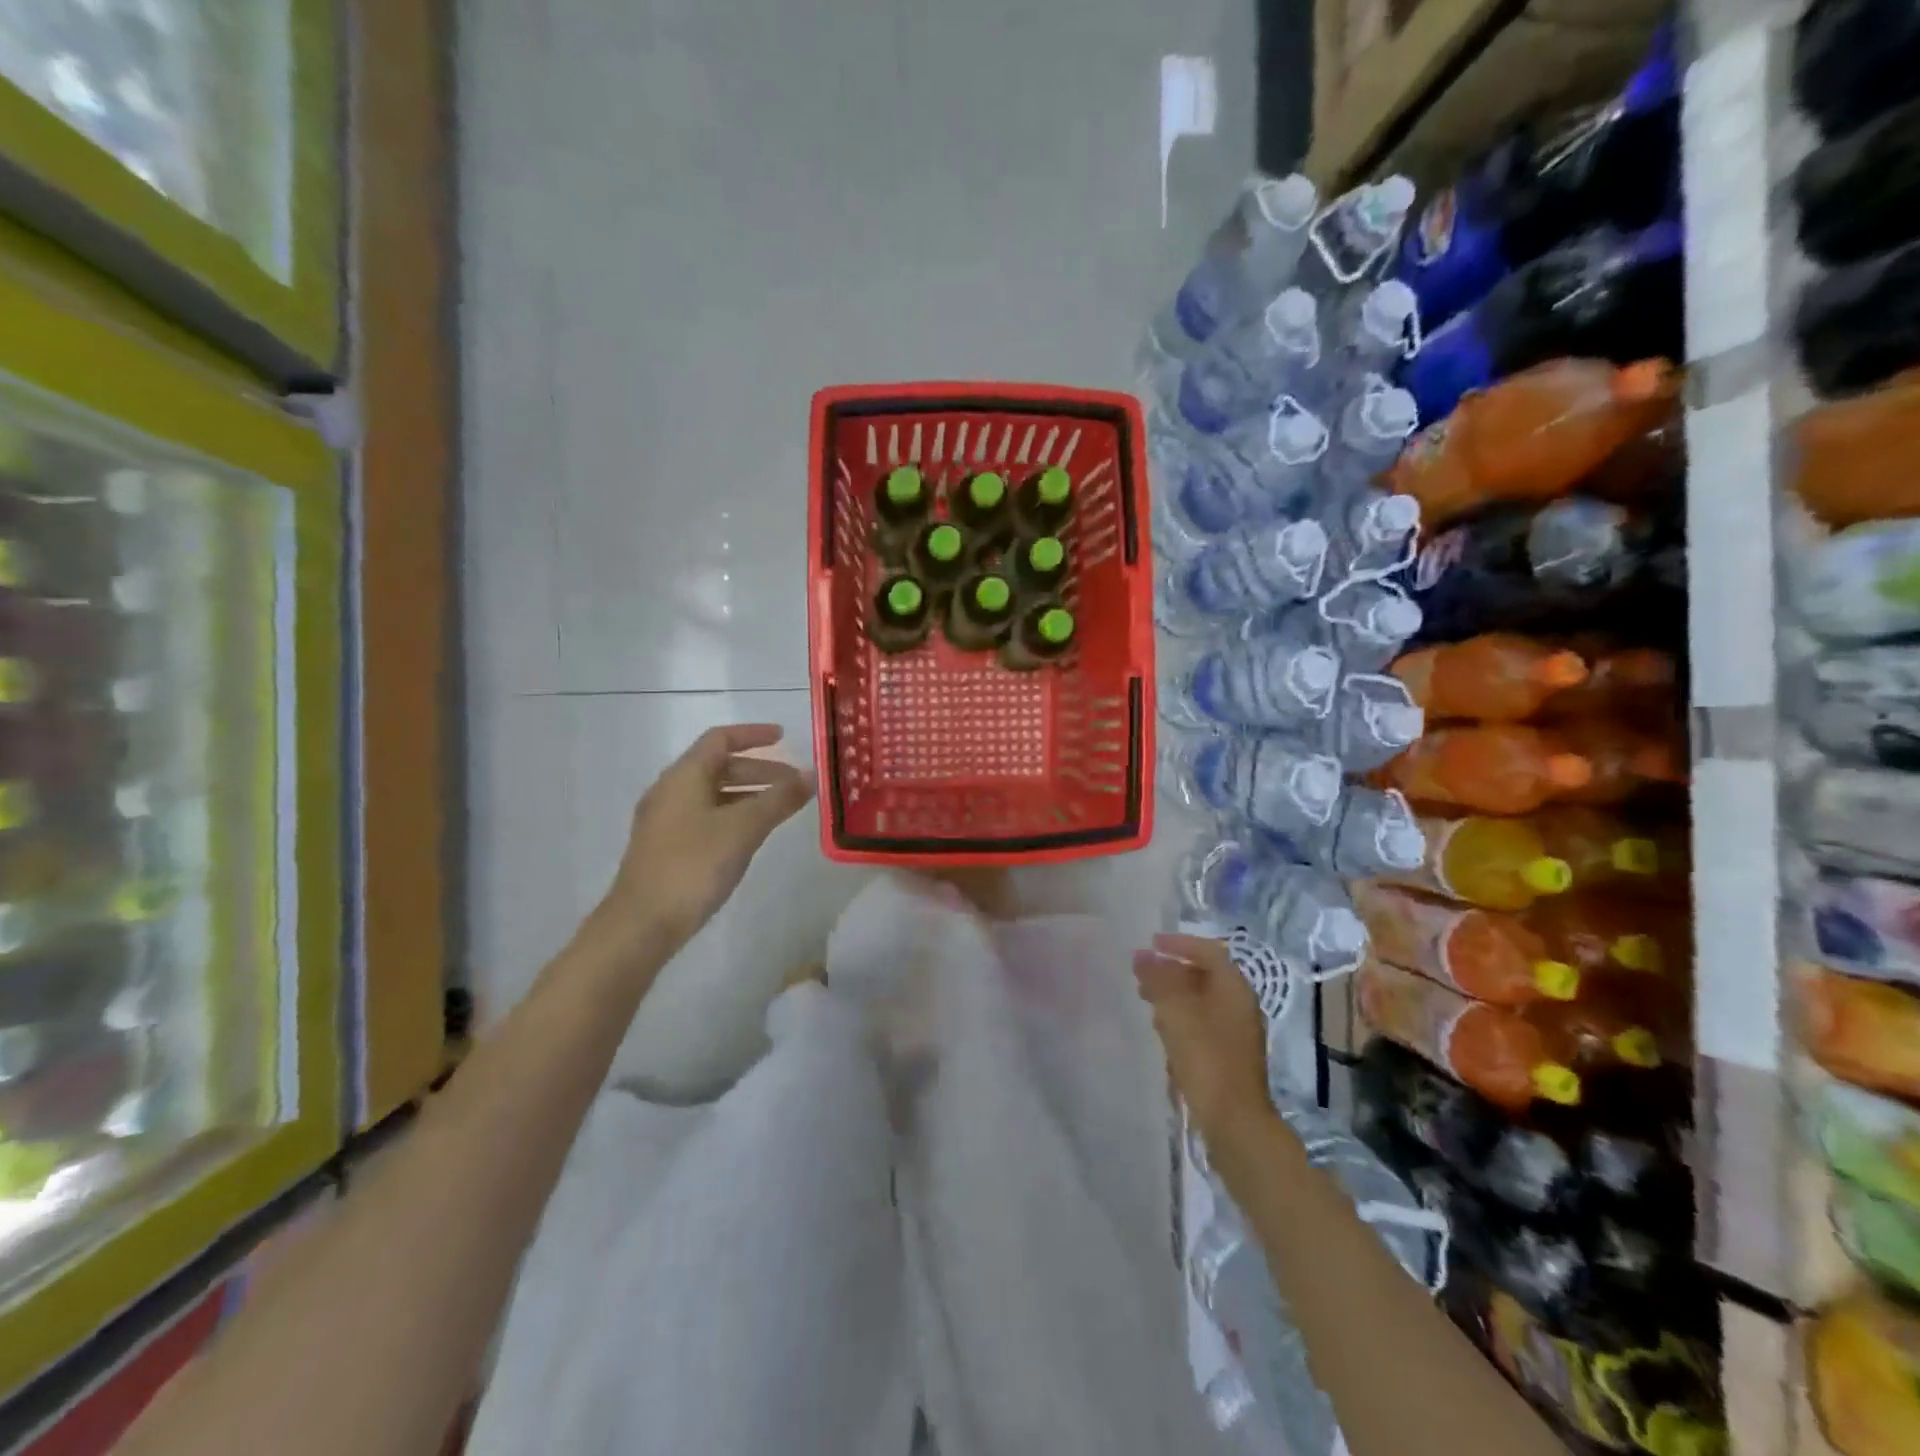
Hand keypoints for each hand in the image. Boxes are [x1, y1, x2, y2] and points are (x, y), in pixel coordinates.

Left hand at [594, 724, 815, 955]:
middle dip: (759, 770)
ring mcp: (665, 820)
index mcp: (684, 776)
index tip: (784, 737)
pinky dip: (733, 814)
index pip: (720, 739)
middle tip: (794, 783)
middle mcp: (671, 790)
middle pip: (718, 766)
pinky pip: (705, 816)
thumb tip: (810, 775)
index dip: (753, 735)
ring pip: (713, 793)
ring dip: (748, 794)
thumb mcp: (744, 828)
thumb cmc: (694, 865)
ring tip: (781, 808)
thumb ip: (779, 799)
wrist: (642, 924)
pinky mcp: (666, 847)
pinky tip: (751, 835)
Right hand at [1134, 932, 1273, 1145]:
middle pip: (1205, 974)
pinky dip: (1182, 1016)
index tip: (1150, 943)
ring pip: (1202, 999)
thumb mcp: (1176, 1012)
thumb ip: (1159, 979)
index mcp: (1234, 988)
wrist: (1235, 1122)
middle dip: (1173, 969)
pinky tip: (1163, 1029)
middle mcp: (1240, 1005)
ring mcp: (1237, 1031)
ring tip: (1146, 997)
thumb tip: (1142, 956)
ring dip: (1175, 993)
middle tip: (1142, 972)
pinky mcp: (1229, 1054)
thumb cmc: (1206, 1058)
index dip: (1179, 943)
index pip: (1208, 951)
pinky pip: (1203, 1022)